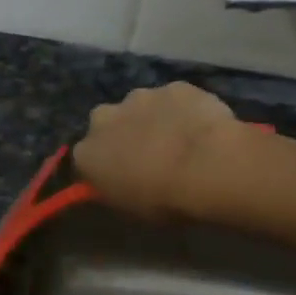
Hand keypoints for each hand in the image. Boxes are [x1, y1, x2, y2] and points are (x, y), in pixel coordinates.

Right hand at [72, 82, 250, 218]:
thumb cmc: (164, 199)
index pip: (88, 157)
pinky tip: (203, 127)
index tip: (123, 175)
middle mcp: (103, 119)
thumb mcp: (131, 208)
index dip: (106, 164)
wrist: (208, 168)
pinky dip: (185, 109)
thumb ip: (117, 188)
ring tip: (181, 140)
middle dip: (123, 132)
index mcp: (87, 153)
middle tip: (149, 153)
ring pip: (142, 106)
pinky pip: (176, 99)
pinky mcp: (174, 86)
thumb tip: (121, 182)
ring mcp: (139, 97)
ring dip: (153, 118)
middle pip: (108, 122)